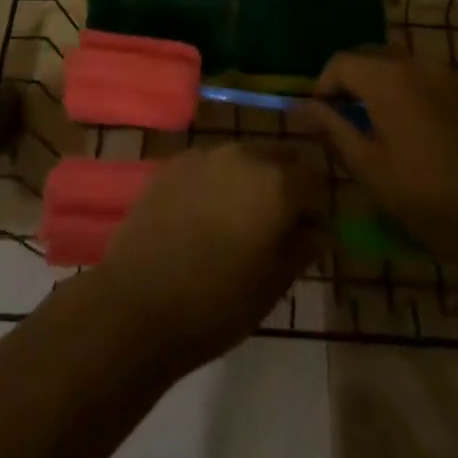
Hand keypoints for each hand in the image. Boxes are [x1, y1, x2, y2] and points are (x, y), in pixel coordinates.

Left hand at [91, 143, 323, 370]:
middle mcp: (244, 154)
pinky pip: (210, 164)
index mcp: (277, 183)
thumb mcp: (274, 286)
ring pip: (244, 157)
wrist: (138, 303)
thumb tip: (319, 230)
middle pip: (280, 156)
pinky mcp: (174, 162)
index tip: (308, 235)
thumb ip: (303, 248)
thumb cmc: (218, 303)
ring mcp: (205, 154)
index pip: (315, 180)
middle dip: (287, 183)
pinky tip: (203, 217)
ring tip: (237, 221)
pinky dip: (217, 182)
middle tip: (277, 225)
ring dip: (251, 179)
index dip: (316, 207)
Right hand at [299, 53, 457, 274]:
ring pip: (397, 64)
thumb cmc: (425, 196)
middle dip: (351, 82)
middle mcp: (415, 63)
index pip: (340, 62)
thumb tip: (302, 106)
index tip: (322, 118)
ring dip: (379, 84)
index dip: (324, 86)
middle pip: (369, 56)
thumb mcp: (368, 167)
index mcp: (387, 77)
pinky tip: (412, 129)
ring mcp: (445, 74)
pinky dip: (407, 90)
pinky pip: (424, 77)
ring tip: (378, 126)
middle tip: (347, 122)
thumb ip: (332, 128)